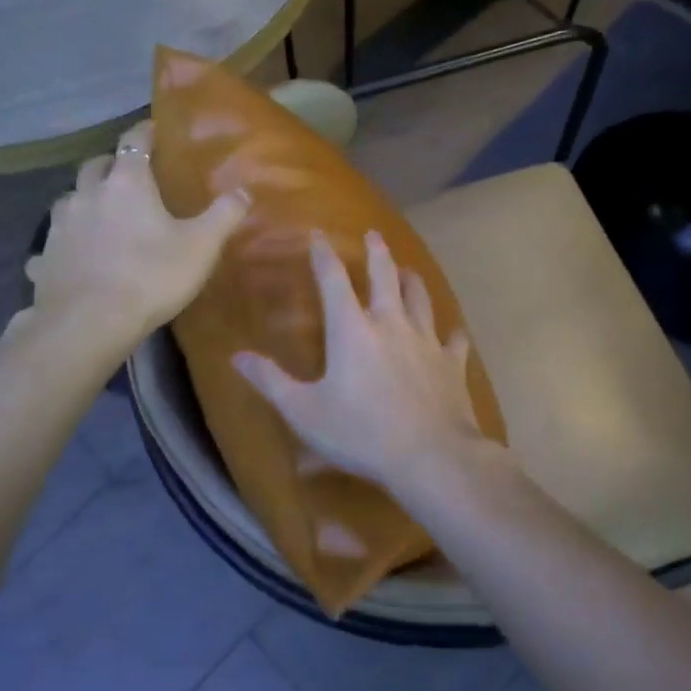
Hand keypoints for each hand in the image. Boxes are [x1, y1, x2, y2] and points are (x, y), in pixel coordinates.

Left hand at [19, 120, 249, 356]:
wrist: (90, 323)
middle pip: (95, 165)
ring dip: (84, 200)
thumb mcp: (201, 247)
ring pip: (69, 199)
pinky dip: (62, 245)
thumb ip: (224, 215)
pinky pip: (51, 244)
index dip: (144, 132)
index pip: (134, 142)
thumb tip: (244, 191)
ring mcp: (60, 226)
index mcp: (127, 183)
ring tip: (99, 214)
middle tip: (127, 175)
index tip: (153, 129)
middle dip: (111, 164)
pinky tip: (69, 258)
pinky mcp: (43, 258)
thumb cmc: (151, 276)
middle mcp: (88, 195)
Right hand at [232, 231, 494, 494]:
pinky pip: (453, 340)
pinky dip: (451, 333)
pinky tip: (453, 333)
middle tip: (374, 234)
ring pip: (420, 299)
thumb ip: (270, 381)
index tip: (319, 235)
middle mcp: (391, 324)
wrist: (430, 456)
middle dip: (377, 253)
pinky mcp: (452, 364)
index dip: (324, 256)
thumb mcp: (303, 411)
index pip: (333, 281)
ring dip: (412, 281)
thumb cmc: (360, 433)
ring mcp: (426, 341)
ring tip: (408, 270)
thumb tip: (236, 357)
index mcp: (352, 330)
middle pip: (385, 277)